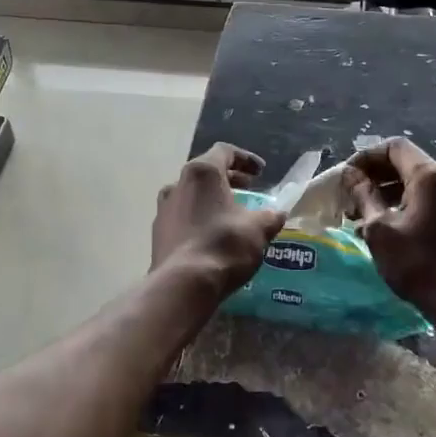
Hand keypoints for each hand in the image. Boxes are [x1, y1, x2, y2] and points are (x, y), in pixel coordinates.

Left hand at [151, 144, 287, 299]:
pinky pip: (183, 217)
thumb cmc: (223, 245)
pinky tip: (213, 235)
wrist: (183, 285)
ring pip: (191, 195)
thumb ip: (270, 216)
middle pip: (206, 172)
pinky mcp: (158, 233)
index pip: (224, 152)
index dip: (245, 159)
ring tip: (232, 213)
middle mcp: (178, 184)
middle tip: (249, 189)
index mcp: (201, 173)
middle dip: (229, 179)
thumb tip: (277, 214)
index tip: (261, 172)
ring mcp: (164, 209)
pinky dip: (200, 218)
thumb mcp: (258, 229)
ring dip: (212, 199)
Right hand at [348, 138, 435, 321]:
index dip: (366, 157)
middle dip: (375, 177)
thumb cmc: (418, 263)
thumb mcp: (380, 229)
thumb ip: (364, 196)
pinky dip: (406, 207)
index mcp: (431, 176)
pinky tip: (387, 229)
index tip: (347, 178)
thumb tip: (351, 175)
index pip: (395, 147)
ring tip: (362, 217)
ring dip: (388, 194)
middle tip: (350, 198)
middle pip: (407, 164)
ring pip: (418, 185)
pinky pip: (430, 202)